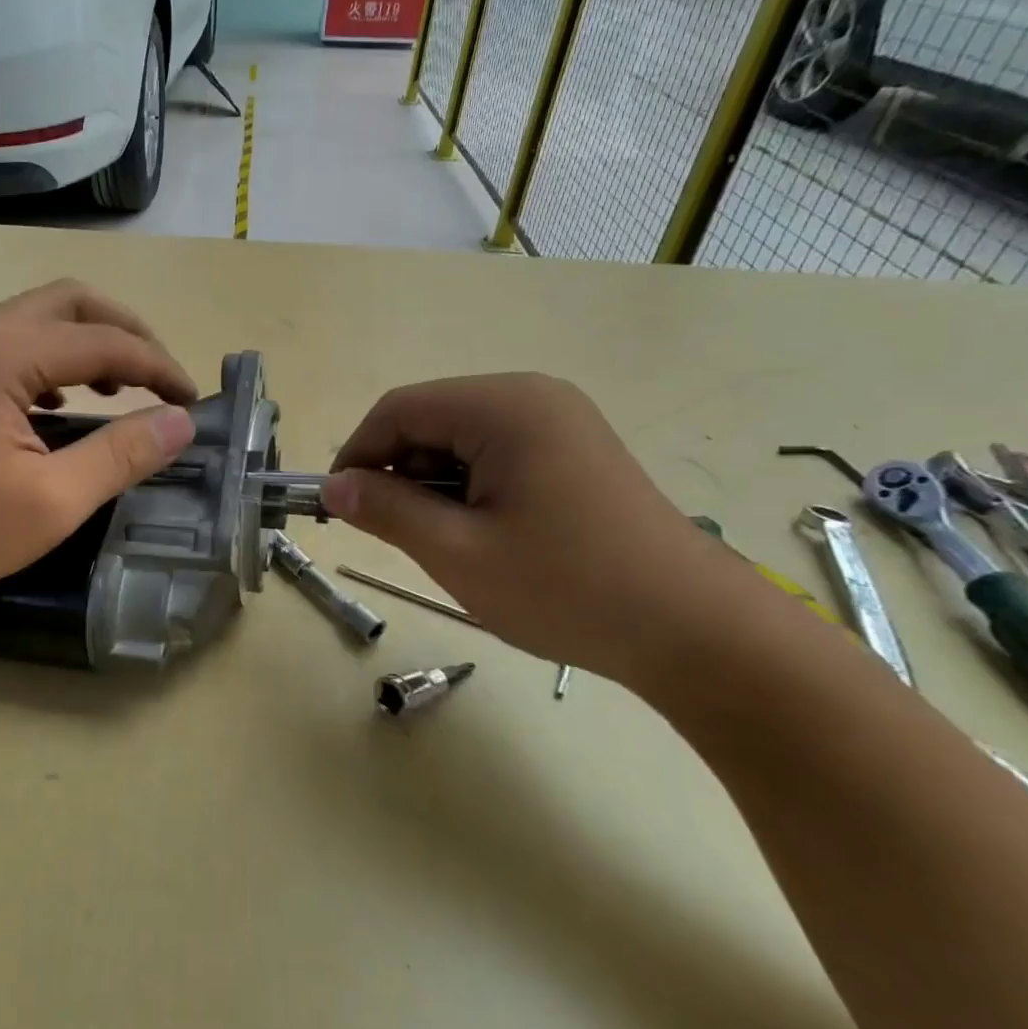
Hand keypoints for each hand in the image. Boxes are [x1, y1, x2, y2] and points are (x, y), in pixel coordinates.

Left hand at [0, 281, 197, 618]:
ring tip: (124, 388)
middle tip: (161, 379)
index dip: (157, 366)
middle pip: (72, 302)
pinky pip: (21, 342)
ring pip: (44, 317)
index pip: (102, 341)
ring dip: (93, 341)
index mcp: (1, 356)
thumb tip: (182, 422)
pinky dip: (60, 359)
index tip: (191, 402)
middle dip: (127, 333)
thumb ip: (123, 453)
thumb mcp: (55, 499)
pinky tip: (70, 402)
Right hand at [324, 374, 764, 688]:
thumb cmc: (566, 588)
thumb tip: (333, 486)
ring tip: (448, 543)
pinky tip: (485, 535)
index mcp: (504, 405)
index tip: (338, 507)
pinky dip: (469, 490)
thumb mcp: (458, 553)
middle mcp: (532, 396)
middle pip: (430, 420)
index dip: (357, 455)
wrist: (695, 631)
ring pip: (459, 440)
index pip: (399, 410)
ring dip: (434, 486)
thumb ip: (386, 511)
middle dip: (399, 474)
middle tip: (399, 536)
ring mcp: (559, 421)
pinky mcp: (573, 450)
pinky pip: (494, 455)